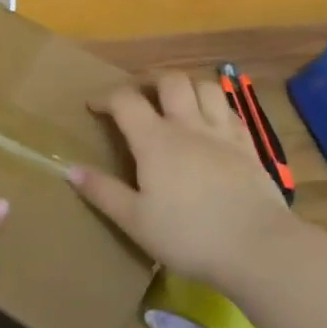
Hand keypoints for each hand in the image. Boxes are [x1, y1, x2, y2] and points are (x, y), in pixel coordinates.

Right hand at [68, 71, 293, 288]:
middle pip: (169, 80)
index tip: (94, 106)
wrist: (258, 246)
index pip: (126, 100)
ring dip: (187, 88)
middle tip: (139, 98)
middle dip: (149, 81)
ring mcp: (222, 133)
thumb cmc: (189, 235)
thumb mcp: (135, 220)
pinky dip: (216, 107)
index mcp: (155, 140)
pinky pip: (231, 111)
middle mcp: (188, 125)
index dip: (106, 96)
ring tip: (177, 104)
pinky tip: (211, 123)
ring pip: (205, 87)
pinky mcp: (249, 146)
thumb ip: (102, 192)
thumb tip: (69, 168)